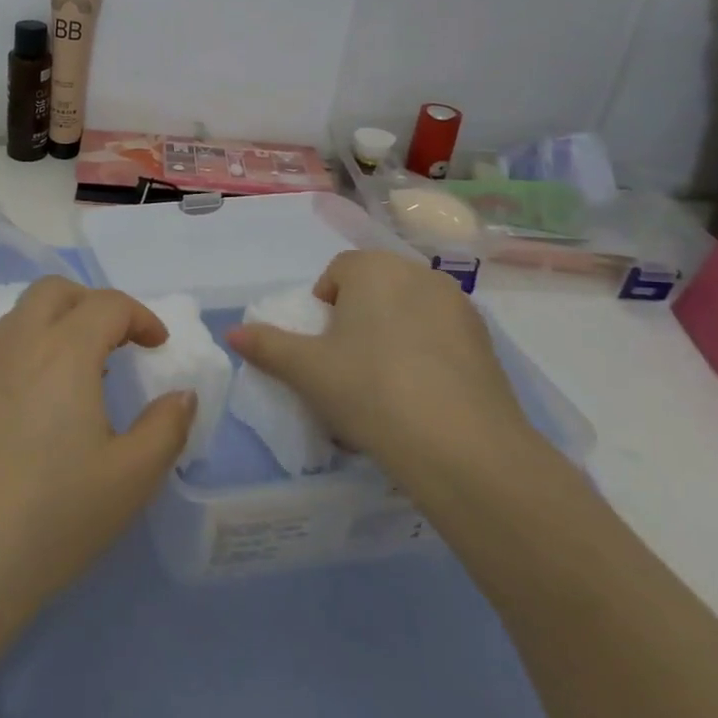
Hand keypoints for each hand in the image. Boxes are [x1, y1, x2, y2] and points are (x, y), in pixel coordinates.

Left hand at [0, 278, 192, 708]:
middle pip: (54, 290)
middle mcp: (17, 342)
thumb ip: (167, 427)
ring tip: (79, 372)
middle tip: (117, 341)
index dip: (141, 317)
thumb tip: (180, 395)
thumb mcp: (133, 477)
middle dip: (92, 303)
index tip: (158, 347)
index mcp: (64, 351)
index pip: (107, 304)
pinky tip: (37, 402)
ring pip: (21, 314)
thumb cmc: (57, 514)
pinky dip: (28, 349)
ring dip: (57, 323)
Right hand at [228, 249, 538, 494]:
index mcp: (374, 269)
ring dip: (392, 336)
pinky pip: (441, 339)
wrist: (463, 448)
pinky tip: (421, 399)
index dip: (323, 307)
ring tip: (385, 387)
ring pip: (410, 313)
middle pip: (375, 289)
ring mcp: (459, 307)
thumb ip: (266, 346)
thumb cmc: (370, 391)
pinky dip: (426, 356)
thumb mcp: (307, 371)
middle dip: (358, 319)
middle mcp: (419, 274)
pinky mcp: (486, 343)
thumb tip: (231, 333)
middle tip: (348, 366)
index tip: (322, 347)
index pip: (338, 271)